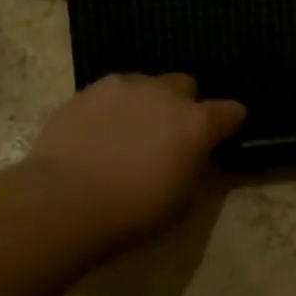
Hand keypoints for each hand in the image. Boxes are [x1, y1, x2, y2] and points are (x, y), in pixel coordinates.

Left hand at [25, 73, 245, 251]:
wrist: (64, 201)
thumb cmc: (133, 211)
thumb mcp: (182, 201)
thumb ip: (195, 169)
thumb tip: (196, 156)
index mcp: (196, 123)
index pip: (230, 111)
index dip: (230, 122)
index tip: (224, 134)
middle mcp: (164, 94)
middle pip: (186, 85)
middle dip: (184, 104)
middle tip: (170, 134)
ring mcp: (122, 87)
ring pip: (146, 84)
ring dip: (147, 102)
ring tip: (131, 131)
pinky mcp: (86, 91)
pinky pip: (111, 93)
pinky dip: (114, 108)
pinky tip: (101, 132)